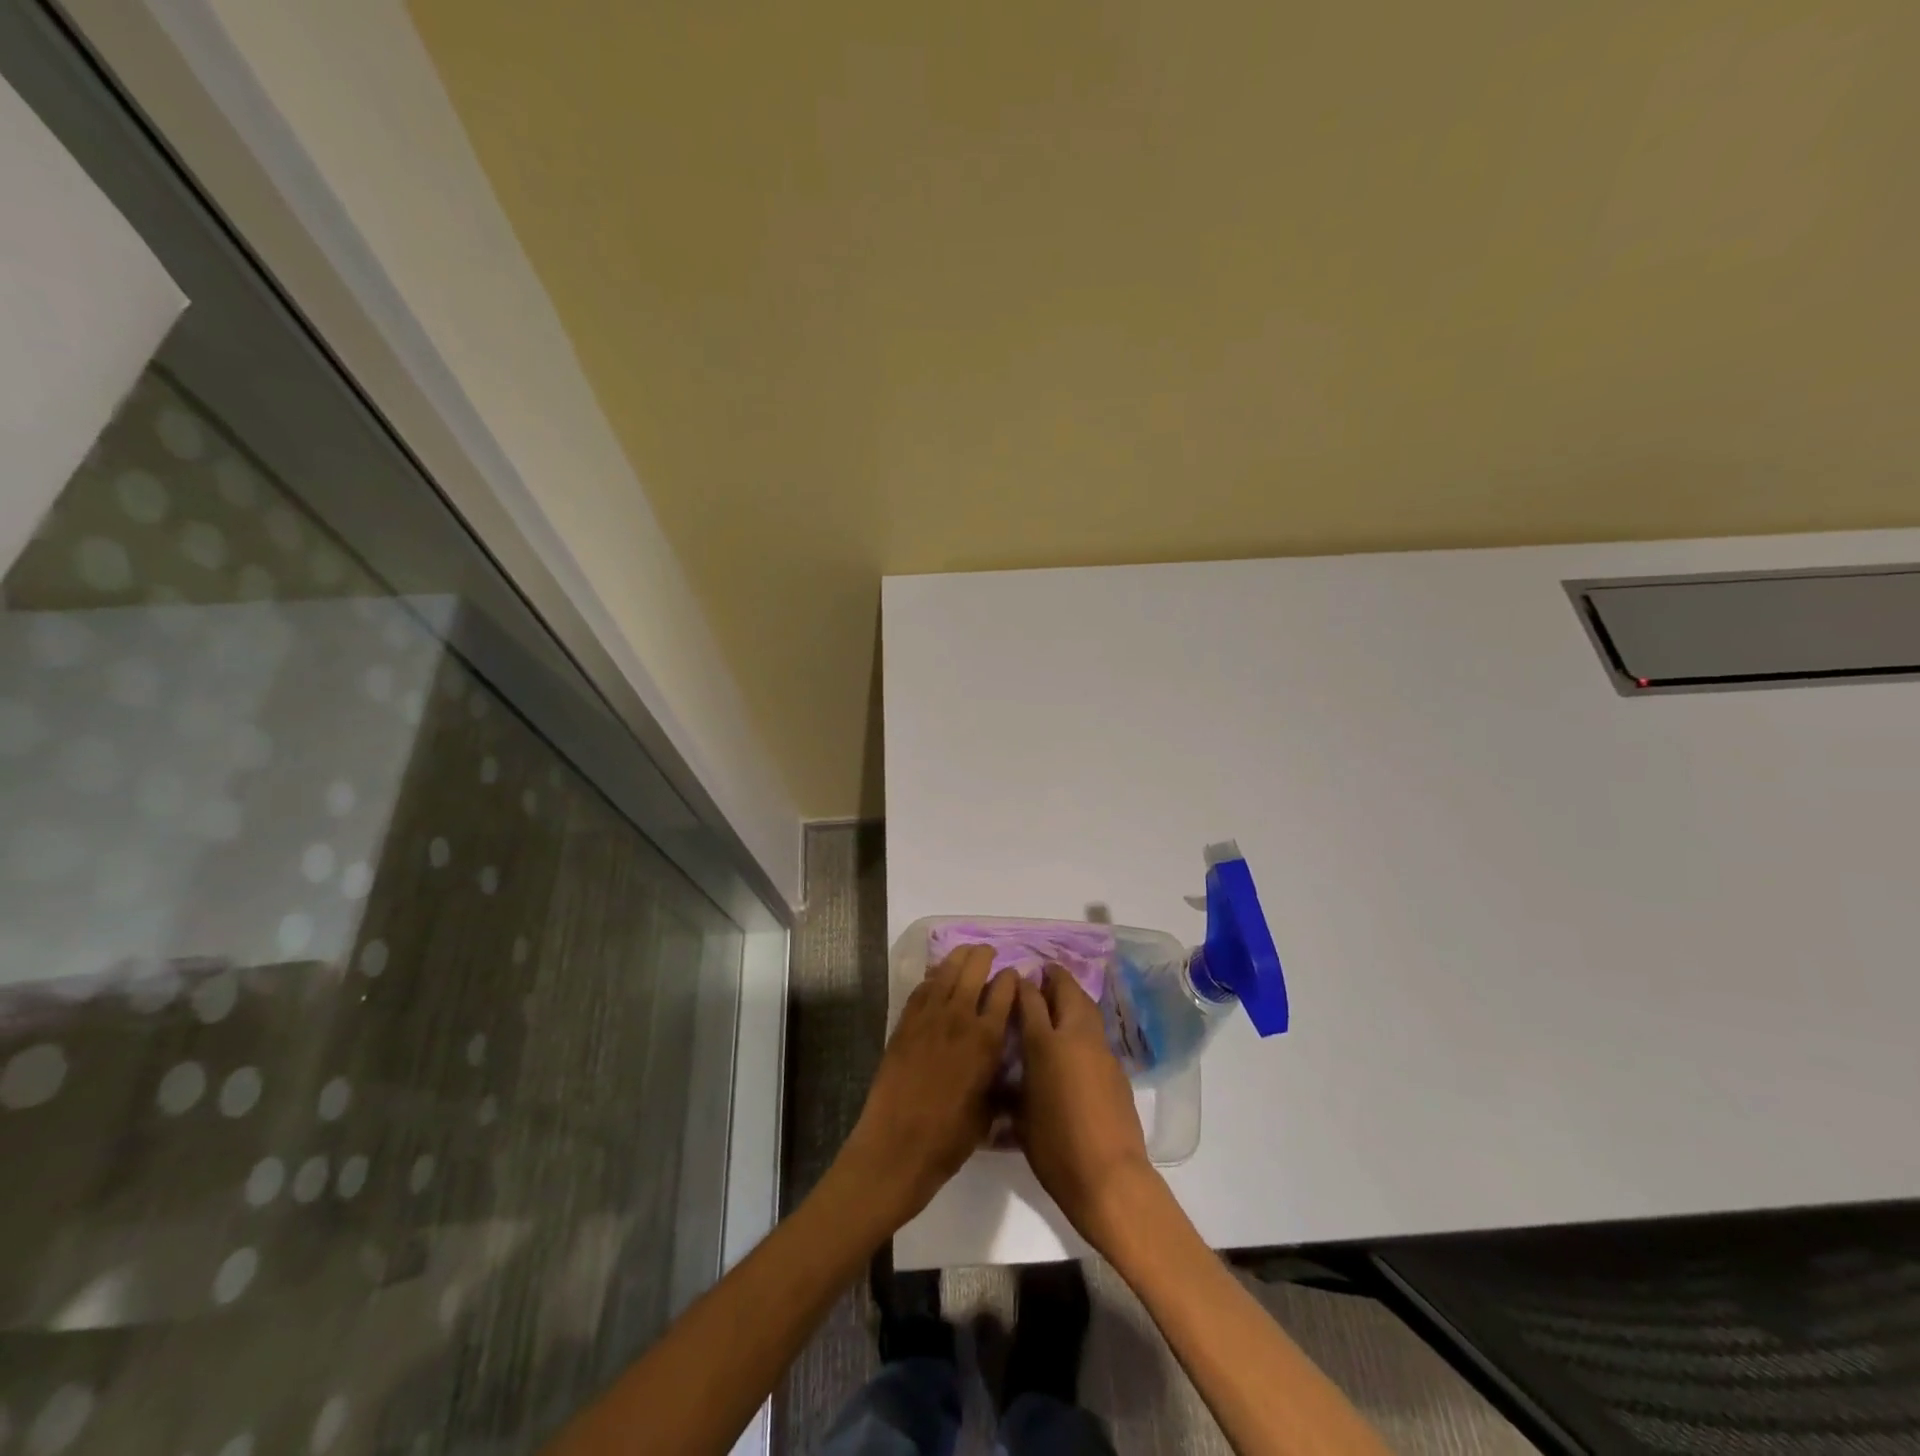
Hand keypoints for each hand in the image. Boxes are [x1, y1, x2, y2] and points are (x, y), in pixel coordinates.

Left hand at [837, 945, 1017, 1228]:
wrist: (897, 1146)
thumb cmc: (950, 1138)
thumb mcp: (989, 1111)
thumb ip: (997, 1079)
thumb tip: (1002, 1067)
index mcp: (986, 1039)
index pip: (1004, 992)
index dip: (1011, 979)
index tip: (1014, 976)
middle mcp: (959, 1018)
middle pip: (974, 969)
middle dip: (985, 956)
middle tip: (990, 954)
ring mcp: (928, 1017)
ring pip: (946, 971)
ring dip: (959, 957)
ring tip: (967, 952)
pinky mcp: (904, 1023)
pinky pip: (922, 988)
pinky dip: (933, 976)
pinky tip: (938, 976)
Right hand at [1013, 966, 1161, 1251]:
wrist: (1109, 1177)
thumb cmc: (1055, 1149)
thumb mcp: (1020, 1117)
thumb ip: (1015, 1086)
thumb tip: (1011, 1073)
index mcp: (1045, 1045)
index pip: (1030, 1000)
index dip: (1021, 986)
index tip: (1014, 978)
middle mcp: (1074, 1037)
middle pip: (1066, 992)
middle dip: (1054, 978)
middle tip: (1043, 973)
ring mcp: (1101, 1050)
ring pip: (1087, 1007)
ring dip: (1073, 995)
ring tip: (1060, 994)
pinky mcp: (1117, 1067)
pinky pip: (1097, 1031)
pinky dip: (1085, 1021)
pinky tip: (1076, 1035)